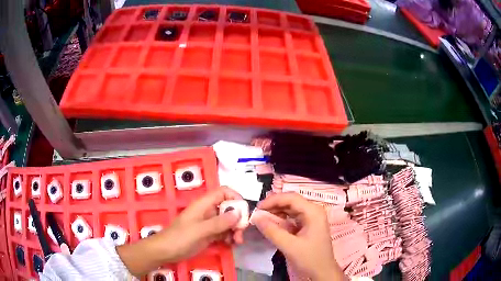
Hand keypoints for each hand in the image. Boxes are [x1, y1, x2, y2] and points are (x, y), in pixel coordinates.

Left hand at [158, 186, 244, 260]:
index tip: (244, 212)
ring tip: (236, 242)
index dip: (235, 197)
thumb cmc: (179, 238)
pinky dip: (230, 236)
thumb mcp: (199, 230)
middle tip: (241, 232)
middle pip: (229, 208)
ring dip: (235, 230)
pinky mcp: (209, 234)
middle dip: (238, 219)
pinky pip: (224, 232)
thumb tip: (238, 213)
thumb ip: (219, 222)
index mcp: (204, 204)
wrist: (166, 251)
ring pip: (228, 221)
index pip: (223, 192)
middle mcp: (208, 211)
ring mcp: (209, 223)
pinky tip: (231, 244)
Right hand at [252, 193, 344, 280]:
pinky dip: (281, 221)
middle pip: (291, 202)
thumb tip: (255, 217)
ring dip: (276, 213)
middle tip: (257, 214)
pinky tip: (272, 226)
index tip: (257, 208)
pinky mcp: (308, 226)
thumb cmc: (309, 259)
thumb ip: (272, 231)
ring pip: (290, 209)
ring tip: (262, 220)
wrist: (322, 272)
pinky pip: (292, 218)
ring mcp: (311, 218)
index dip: (273, 200)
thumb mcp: (289, 246)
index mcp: (313, 212)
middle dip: (273, 206)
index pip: (291, 198)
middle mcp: (313, 211)